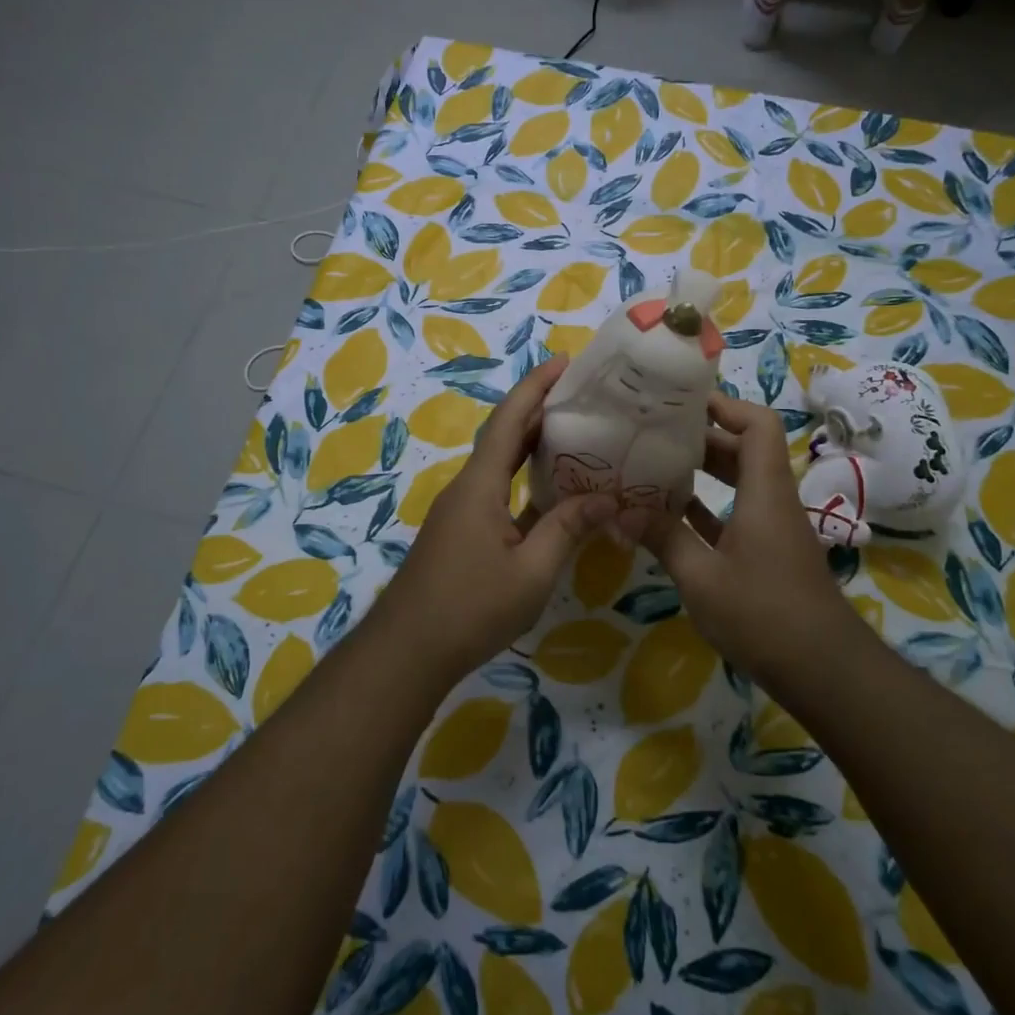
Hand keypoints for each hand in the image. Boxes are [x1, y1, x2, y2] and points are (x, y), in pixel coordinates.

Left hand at [376, 355, 615, 680]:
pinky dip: (524, 478)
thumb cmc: (470, 609)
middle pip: (503, 435)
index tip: (564, 362)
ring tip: (574, 432)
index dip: (535, 387)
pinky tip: (552, 491)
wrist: (408, 651)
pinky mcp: (460, 532)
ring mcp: (460, 510)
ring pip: (499, 464)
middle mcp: (467, 487)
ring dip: (531, 444)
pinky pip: (497, 490)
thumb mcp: (531, 572)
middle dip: (538, 409)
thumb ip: (567, 529)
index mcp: (480, 485)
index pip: (509, 421)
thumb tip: (606, 498)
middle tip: (581, 395)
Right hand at [618, 393, 860, 682]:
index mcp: (764, 492)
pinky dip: (706, 507)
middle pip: (743, 449)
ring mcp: (772, 529)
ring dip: (701, 472)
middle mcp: (772, 500)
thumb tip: (620, 511)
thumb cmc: (764, 615)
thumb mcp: (702, 578)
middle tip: (653, 431)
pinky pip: (735, 514)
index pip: (757, 425)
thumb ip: (663, 538)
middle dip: (700, 436)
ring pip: (738, 482)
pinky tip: (669, 514)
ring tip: (653, 464)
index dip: (725, 406)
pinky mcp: (767, 554)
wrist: (824, 671)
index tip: (682, 401)